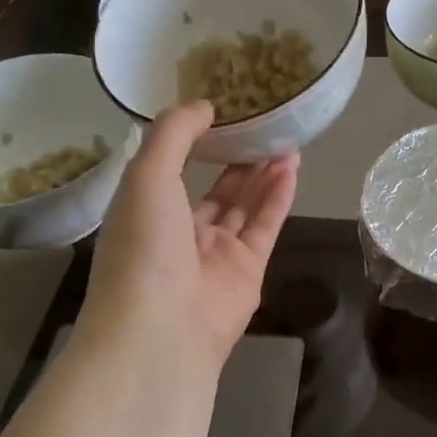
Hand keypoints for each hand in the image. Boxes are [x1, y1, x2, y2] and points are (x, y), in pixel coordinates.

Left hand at [79, 103, 298, 384]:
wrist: (161, 329)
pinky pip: (265, 226)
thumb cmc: (144, 246)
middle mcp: (180, 232)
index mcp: (146, 211)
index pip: (173, 170)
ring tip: (287, 141)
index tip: (222, 113)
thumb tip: (203, 106)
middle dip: (239, 159)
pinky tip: (292, 169)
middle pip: (216, 189)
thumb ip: (173, 134)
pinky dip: (278, 197)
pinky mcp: (248, 271)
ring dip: (264, 174)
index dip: (197, 142)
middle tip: (266, 128)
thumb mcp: (147, 176)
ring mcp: (215, 254)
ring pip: (245, 205)